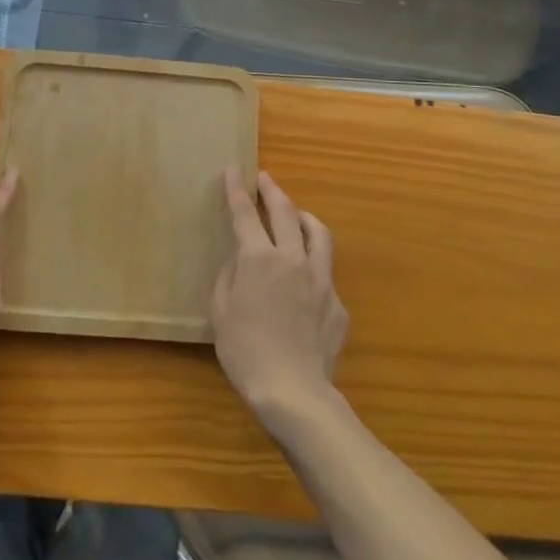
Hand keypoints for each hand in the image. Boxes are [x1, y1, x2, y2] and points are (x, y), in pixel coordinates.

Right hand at [212, 168, 347, 425]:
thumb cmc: (245, 351)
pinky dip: (314, 266)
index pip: (245, 213)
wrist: (294, 390)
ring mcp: (321, 279)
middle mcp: (293, 258)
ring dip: (304, 217)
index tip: (234, 169)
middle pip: (286, 212)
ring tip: (297, 215)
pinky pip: (326, 274)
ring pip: (318, 233)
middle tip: (265, 179)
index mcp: (259, 258)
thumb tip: (240, 261)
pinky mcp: (338, 303)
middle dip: (273, 191)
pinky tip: (307, 281)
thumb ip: (230, 277)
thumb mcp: (221, 311)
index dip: (237, 189)